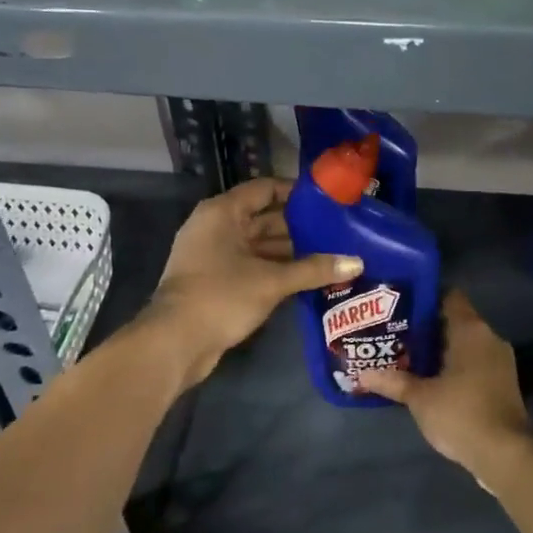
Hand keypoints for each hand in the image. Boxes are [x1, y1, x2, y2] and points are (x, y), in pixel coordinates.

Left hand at [147, 177, 360, 386]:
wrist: (175, 343)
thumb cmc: (221, 297)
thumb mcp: (272, 281)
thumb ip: (314, 269)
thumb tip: (356, 262)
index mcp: (223, 213)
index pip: (264, 189)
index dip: (296, 192)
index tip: (328, 199)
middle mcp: (216, 227)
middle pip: (264, 217)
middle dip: (299, 226)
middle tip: (338, 230)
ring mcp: (214, 255)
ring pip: (260, 244)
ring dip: (291, 250)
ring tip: (331, 253)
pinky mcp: (217, 281)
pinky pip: (253, 265)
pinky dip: (277, 269)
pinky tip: (308, 277)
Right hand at [360, 291, 532, 477]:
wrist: (506, 454)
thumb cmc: (461, 413)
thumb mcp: (420, 398)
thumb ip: (392, 381)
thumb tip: (361, 374)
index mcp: (471, 330)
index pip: (449, 296)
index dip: (424, 298)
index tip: (400, 306)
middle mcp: (489, 337)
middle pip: (455, 321)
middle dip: (426, 328)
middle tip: (395, 333)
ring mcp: (499, 361)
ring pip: (464, 344)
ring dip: (440, 350)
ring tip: (407, 356)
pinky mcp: (502, 382)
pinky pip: (473, 362)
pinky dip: (454, 366)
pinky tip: (431, 380)